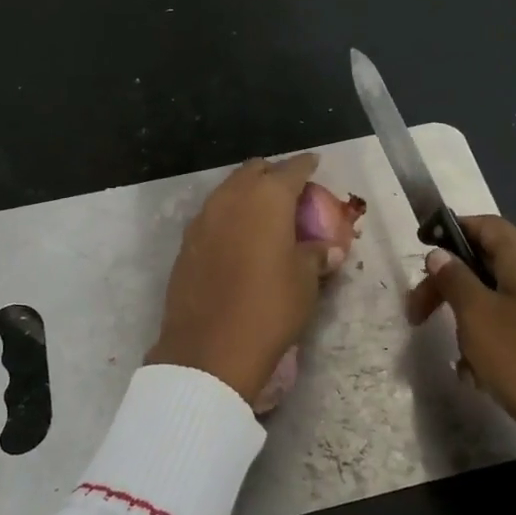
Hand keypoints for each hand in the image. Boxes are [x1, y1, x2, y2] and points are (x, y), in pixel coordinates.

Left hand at [147, 155, 337, 404]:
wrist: (210, 349)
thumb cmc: (270, 308)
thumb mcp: (305, 282)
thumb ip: (316, 256)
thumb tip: (329, 250)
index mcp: (267, 198)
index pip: (292, 169)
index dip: (306, 165)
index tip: (315, 165)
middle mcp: (231, 198)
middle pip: (254, 171)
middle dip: (273, 176)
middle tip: (290, 194)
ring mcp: (203, 219)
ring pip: (228, 191)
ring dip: (247, 195)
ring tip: (264, 216)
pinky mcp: (186, 244)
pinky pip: (212, 216)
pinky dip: (229, 218)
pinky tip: (238, 239)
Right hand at [406, 215, 515, 496]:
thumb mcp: (476, 315)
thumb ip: (454, 279)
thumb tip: (439, 254)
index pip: (485, 225)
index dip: (450, 230)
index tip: (419, 248)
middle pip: (485, 262)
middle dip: (448, 284)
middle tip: (416, 311)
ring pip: (492, 298)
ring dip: (465, 319)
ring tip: (455, 351)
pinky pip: (506, 326)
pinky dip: (485, 341)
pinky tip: (474, 372)